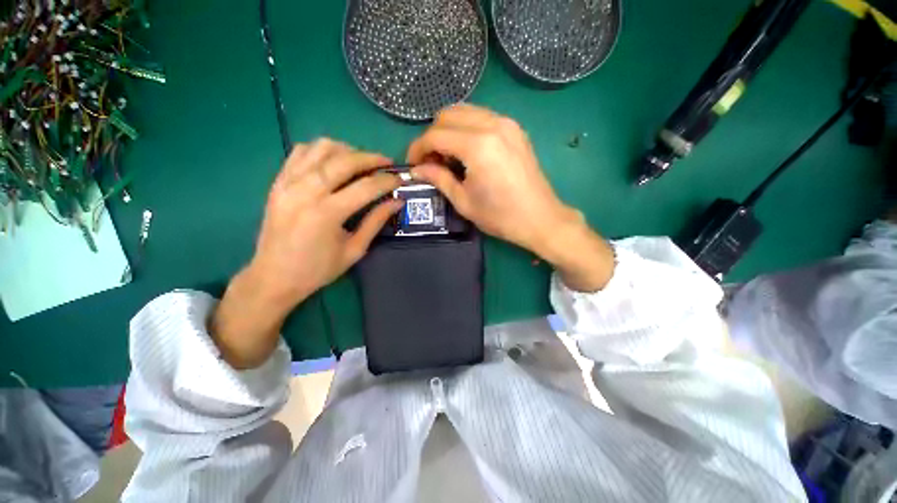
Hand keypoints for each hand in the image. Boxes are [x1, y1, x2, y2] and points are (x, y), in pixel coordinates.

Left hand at [211, 139, 402, 368]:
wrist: (269, 279)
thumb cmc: (316, 273)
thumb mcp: (354, 252)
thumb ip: (375, 223)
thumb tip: (395, 203)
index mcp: (328, 212)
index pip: (367, 185)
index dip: (389, 179)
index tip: (403, 177)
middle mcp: (307, 190)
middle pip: (346, 160)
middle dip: (372, 158)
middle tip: (388, 164)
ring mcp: (287, 183)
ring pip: (321, 149)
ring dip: (347, 150)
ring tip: (362, 161)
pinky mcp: (277, 183)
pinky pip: (299, 153)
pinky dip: (320, 149)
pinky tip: (333, 159)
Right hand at [407, 104, 614, 291]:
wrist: (540, 218)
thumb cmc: (500, 216)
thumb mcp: (464, 202)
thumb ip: (438, 179)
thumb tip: (417, 170)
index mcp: (477, 146)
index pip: (435, 135)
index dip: (418, 148)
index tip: (413, 164)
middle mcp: (492, 125)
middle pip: (448, 115)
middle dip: (432, 136)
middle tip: (431, 161)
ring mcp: (507, 123)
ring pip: (465, 111)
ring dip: (449, 130)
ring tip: (447, 156)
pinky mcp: (515, 129)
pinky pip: (482, 117)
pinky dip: (467, 128)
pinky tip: (467, 151)